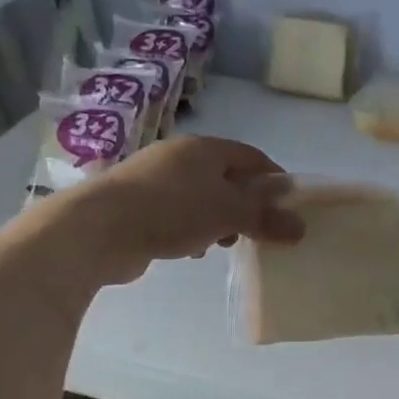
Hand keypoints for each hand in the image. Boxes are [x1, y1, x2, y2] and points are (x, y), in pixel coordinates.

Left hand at [77, 135, 304, 284]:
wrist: (98, 228)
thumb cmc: (172, 210)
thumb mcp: (228, 214)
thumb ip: (265, 219)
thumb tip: (300, 228)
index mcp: (205, 148)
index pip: (252, 156)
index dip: (273, 179)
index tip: (288, 206)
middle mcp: (179, 157)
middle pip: (226, 177)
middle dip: (244, 204)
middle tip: (256, 231)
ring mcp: (153, 180)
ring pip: (200, 197)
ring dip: (216, 220)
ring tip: (222, 244)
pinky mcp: (135, 205)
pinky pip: (176, 214)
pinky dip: (190, 229)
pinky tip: (190, 250)